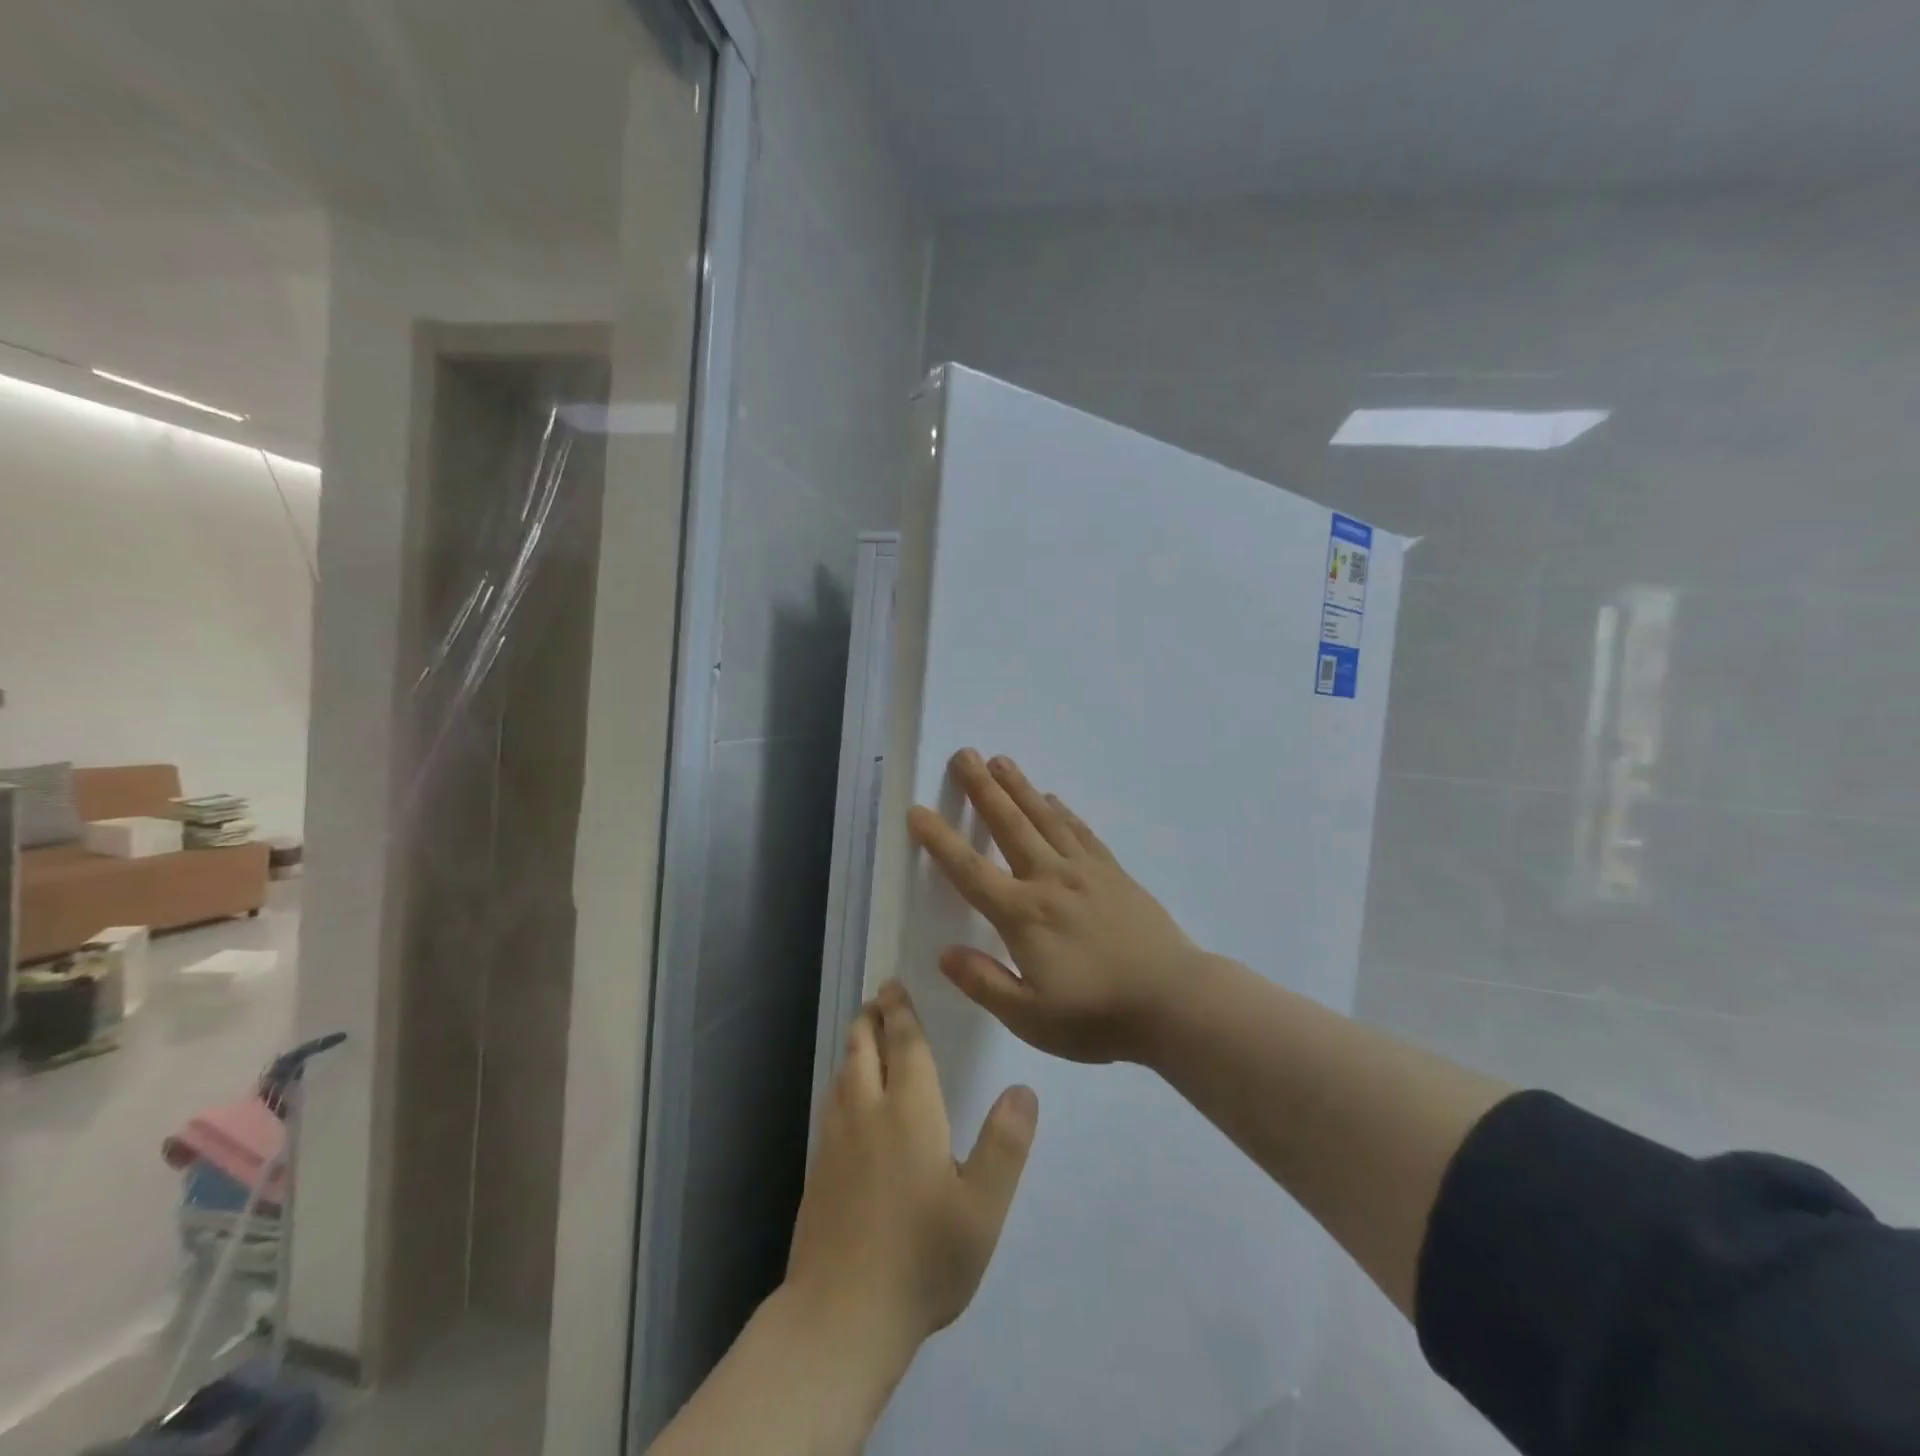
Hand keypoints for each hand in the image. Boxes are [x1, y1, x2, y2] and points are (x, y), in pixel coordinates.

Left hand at [785, 981, 1038, 1357]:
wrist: (842, 1316)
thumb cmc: (923, 1258)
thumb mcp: (982, 1208)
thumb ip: (1005, 1145)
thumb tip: (1024, 1088)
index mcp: (909, 1112)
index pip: (905, 1046)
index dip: (901, 1013)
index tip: (895, 986)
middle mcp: (867, 1113)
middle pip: (864, 1050)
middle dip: (872, 1018)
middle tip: (878, 998)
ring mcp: (836, 1141)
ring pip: (843, 1074)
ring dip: (854, 1046)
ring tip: (862, 1033)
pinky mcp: (819, 1169)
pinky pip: (831, 1103)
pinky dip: (841, 1080)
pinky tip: (845, 1095)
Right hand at [907, 749, 1201, 1063]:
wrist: (1174, 1001)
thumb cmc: (1098, 1016)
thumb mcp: (1031, 1018)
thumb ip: (985, 983)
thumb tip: (945, 953)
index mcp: (1023, 915)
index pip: (970, 871)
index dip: (940, 840)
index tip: (917, 811)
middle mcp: (1049, 880)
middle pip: (1008, 825)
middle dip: (982, 789)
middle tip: (963, 755)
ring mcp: (1085, 871)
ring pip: (1044, 818)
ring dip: (1019, 787)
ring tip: (999, 760)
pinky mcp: (1113, 872)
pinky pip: (1080, 831)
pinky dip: (1062, 810)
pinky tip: (1053, 798)